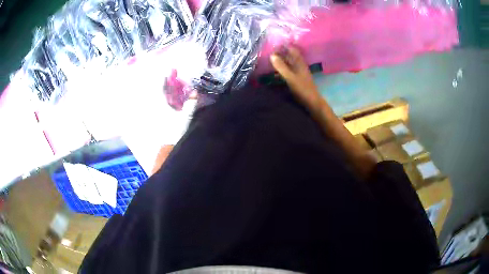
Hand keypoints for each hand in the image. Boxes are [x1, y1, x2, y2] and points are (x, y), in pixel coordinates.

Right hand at [270, 46, 320, 108]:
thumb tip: (271, 55)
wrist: (311, 102)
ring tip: (268, 61)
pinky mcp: (296, 79)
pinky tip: (274, 72)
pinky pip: (287, 71)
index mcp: (299, 62)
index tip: (272, 44)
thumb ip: (281, 66)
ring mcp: (298, 72)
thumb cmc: (302, 88)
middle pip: (289, 55)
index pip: (292, 49)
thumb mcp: (290, 77)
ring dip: (280, 61)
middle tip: (267, 53)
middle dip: (280, 53)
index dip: (283, 45)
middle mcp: (299, 65)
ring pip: (288, 63)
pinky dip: (281, 70)